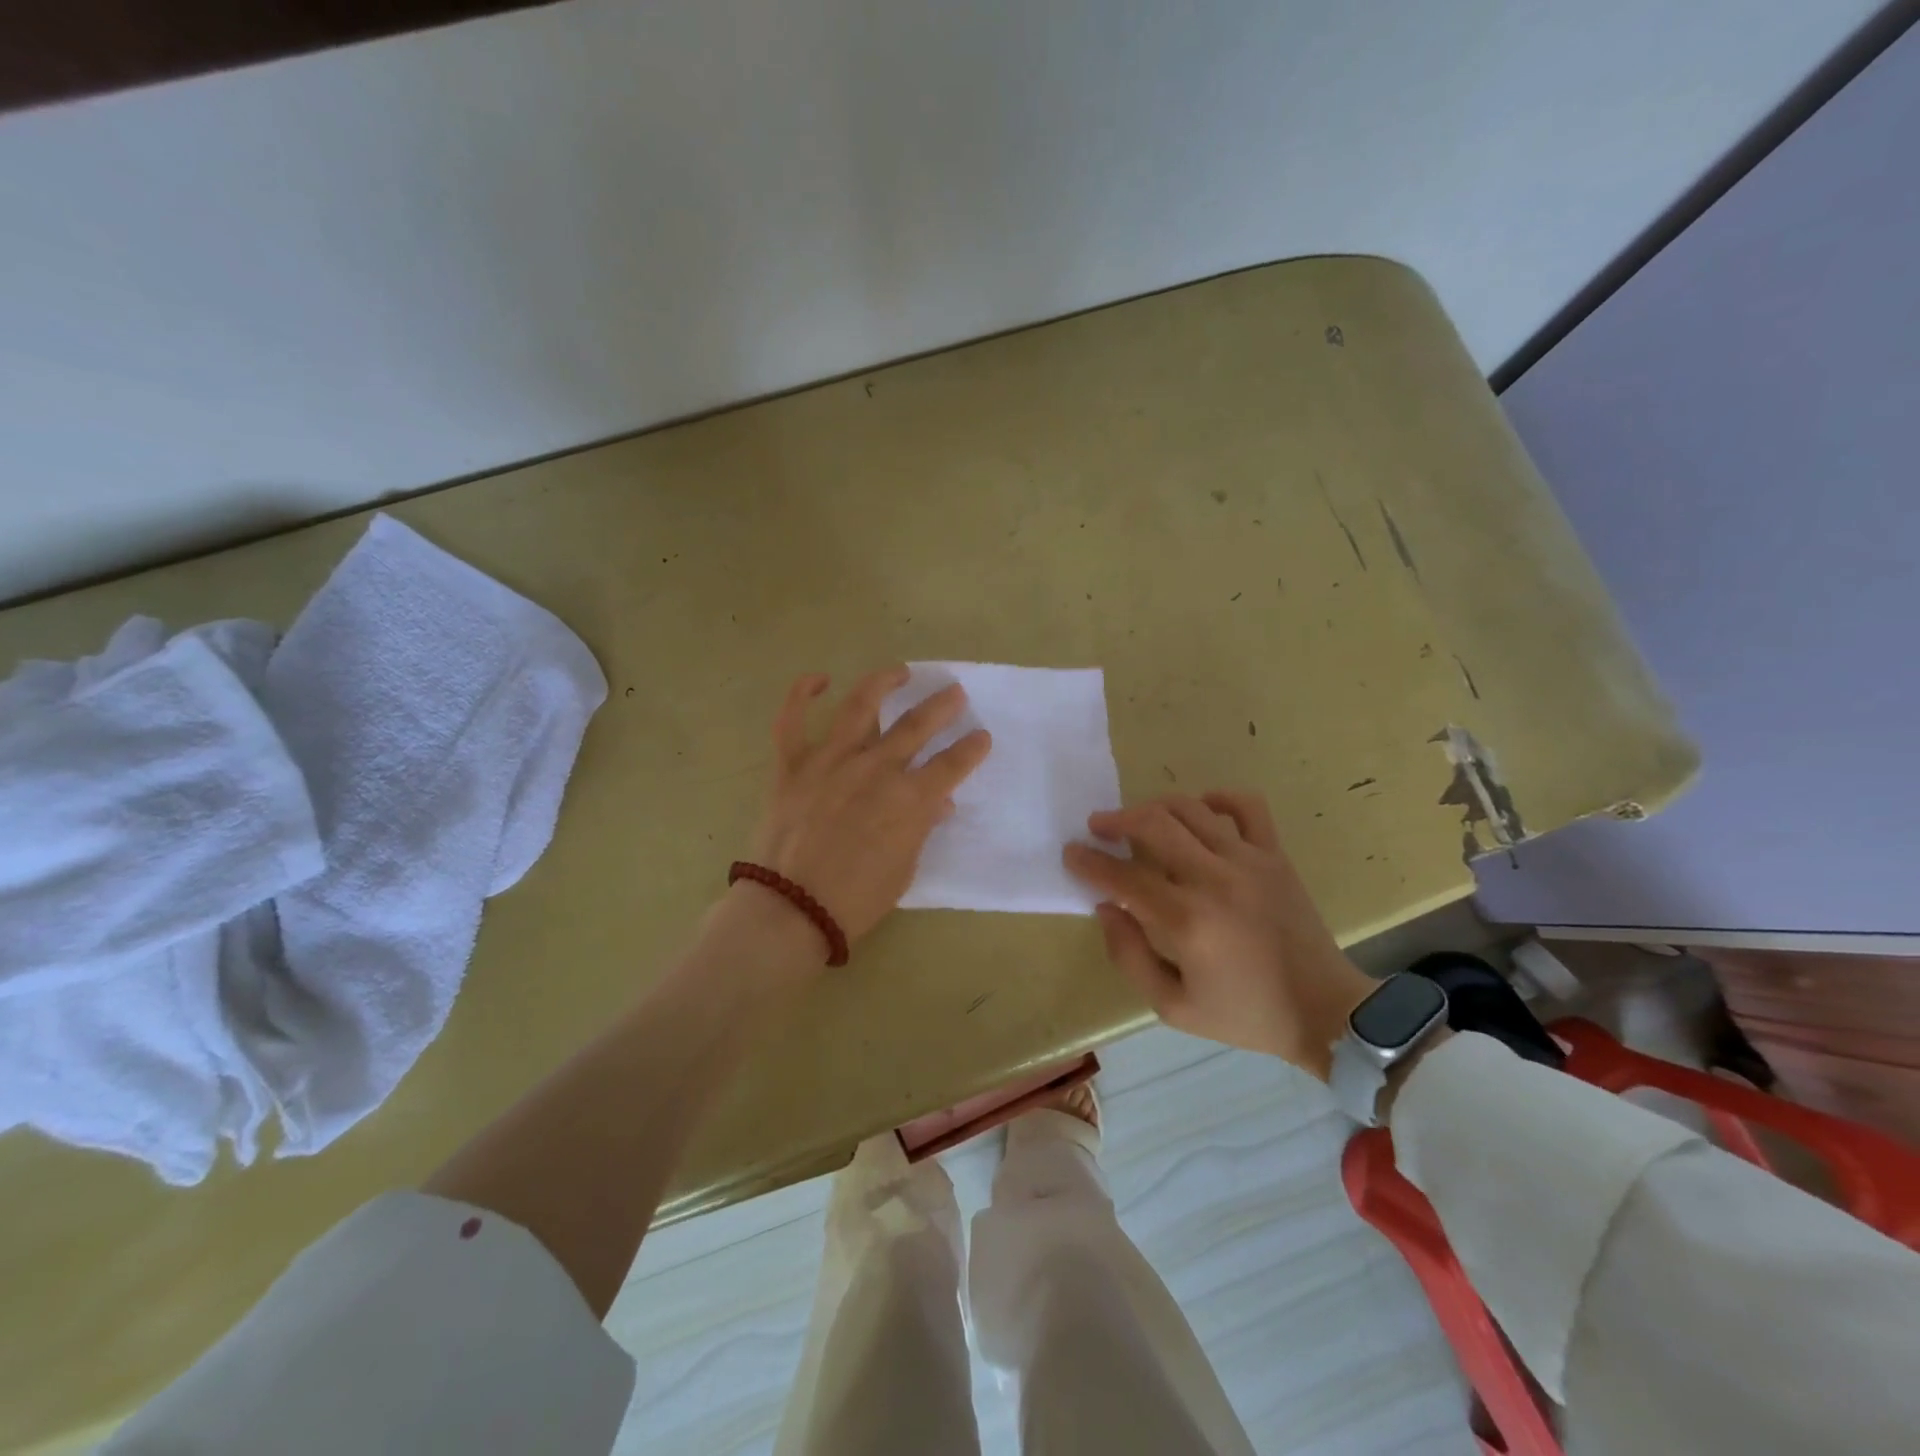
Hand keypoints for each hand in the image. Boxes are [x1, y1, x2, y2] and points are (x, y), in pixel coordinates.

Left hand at [746, 666, 990, 949]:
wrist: (793, 909)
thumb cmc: (857, 899)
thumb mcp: (904, 869)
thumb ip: (921, 828)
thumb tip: (938, 803)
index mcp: (909, 799)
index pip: (953, 764)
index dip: (972, 748)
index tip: (982, 737)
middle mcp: (876, 768)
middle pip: (917, 725)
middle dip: (941, 705)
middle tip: (954, 692)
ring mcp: (831, 761)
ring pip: (860, 705)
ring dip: (884, 683)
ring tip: (900, 672)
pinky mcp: (793, 765)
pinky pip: (792, 720)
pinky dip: (802, 694)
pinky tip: (818, 679)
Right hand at [1063, 792, 1372, 1078]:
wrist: (1325, 1011)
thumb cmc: (1245, 1014)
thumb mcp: (1173, 1007)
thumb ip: (1129, 956)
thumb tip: (1107, 908)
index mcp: (1186, 921)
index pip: (1122, 877)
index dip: (1089, 862)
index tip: (1071, 853)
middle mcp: (1213, 880)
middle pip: (1152, 825)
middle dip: (1115, 820)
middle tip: (1098, 827)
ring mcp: (1249, 861)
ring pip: (1190, 809)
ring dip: (1154, 807)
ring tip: (1139, 818)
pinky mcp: (1275, 856)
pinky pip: (1246, 806)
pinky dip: (1218, 798)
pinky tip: (1200, 810)